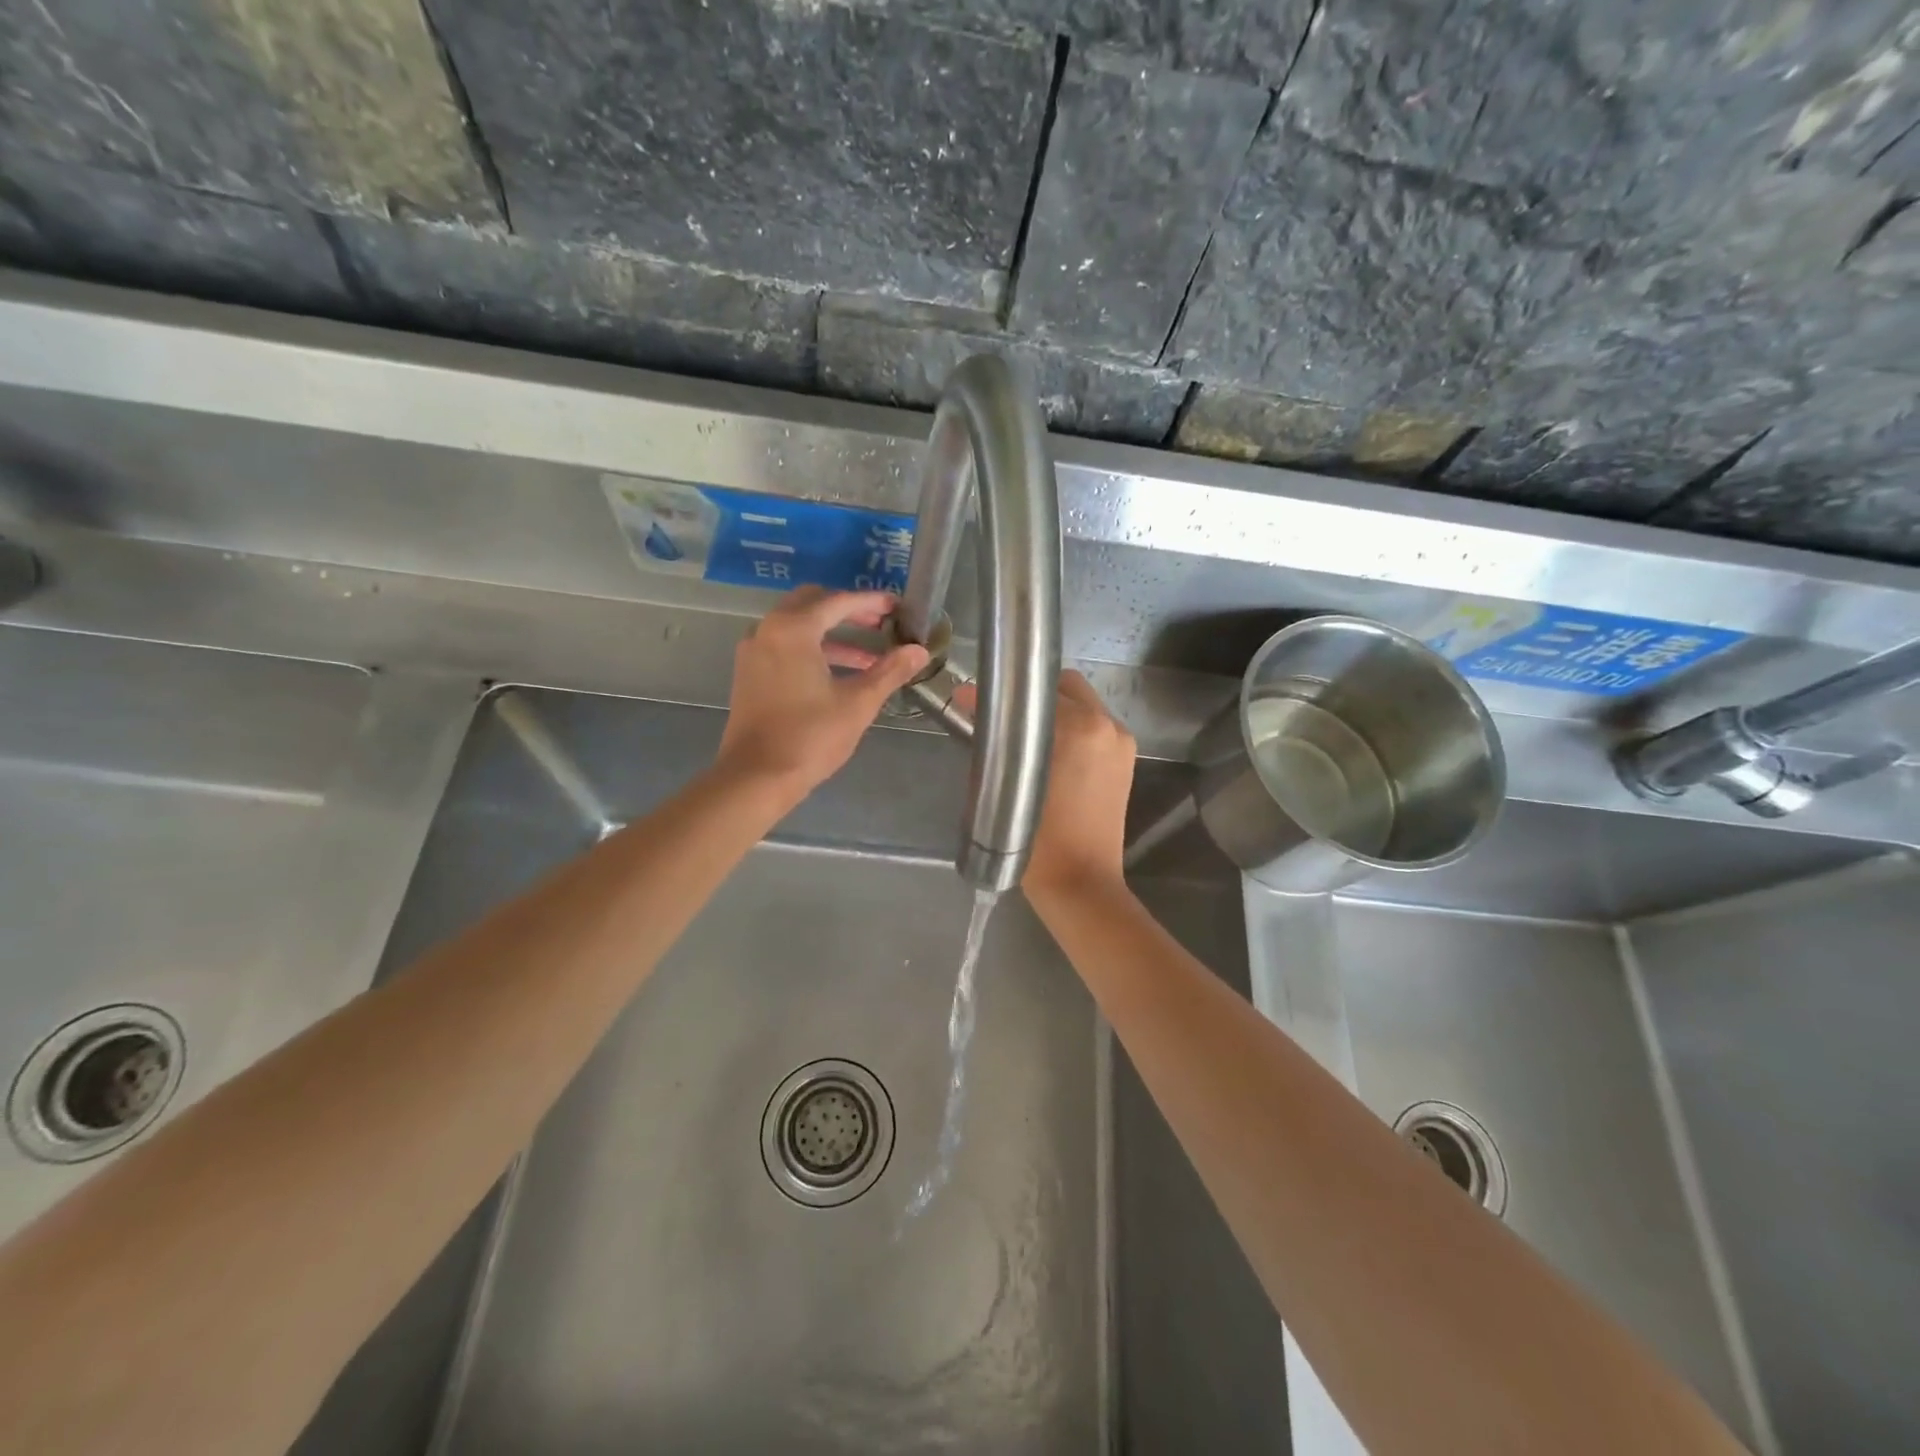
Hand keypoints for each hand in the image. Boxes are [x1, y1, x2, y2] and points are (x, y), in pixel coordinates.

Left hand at [716, 587, 929, 798]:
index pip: (839, 602)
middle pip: (812, 603)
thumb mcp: (858, 703)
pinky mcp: (749, 673)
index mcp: (793, 629)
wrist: (756, 777)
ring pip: (796, 626)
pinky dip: (812, 649)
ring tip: (868, 657)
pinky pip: (784, 645)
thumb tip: (919, 651)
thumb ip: (889, 671)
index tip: (897, 607)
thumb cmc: (810, 737)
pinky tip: (837, 673)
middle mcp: (768, 630)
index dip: (871, 602)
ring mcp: (753, 651)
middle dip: (847, 610)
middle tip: (879, 624)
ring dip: (831, 634)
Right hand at [959, 669, 1136, 898]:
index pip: (1036, 688)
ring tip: (1024, 738)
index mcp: (1081, 726)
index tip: (976, 701)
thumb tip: (967, 699)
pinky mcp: (1125, 762)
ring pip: (1082, 706)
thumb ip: (990, 738)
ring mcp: (1121, 743)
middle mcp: (1107, 725)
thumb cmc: (1039, 840)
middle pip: (1065, 687)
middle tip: (1003, 719)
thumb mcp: (1005, 784)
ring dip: (1053, 714)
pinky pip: (1094, 729)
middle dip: (1032, 698)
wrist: (1081, 883)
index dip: (1003, 693)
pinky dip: (1072, 731)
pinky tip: (1050, 755)